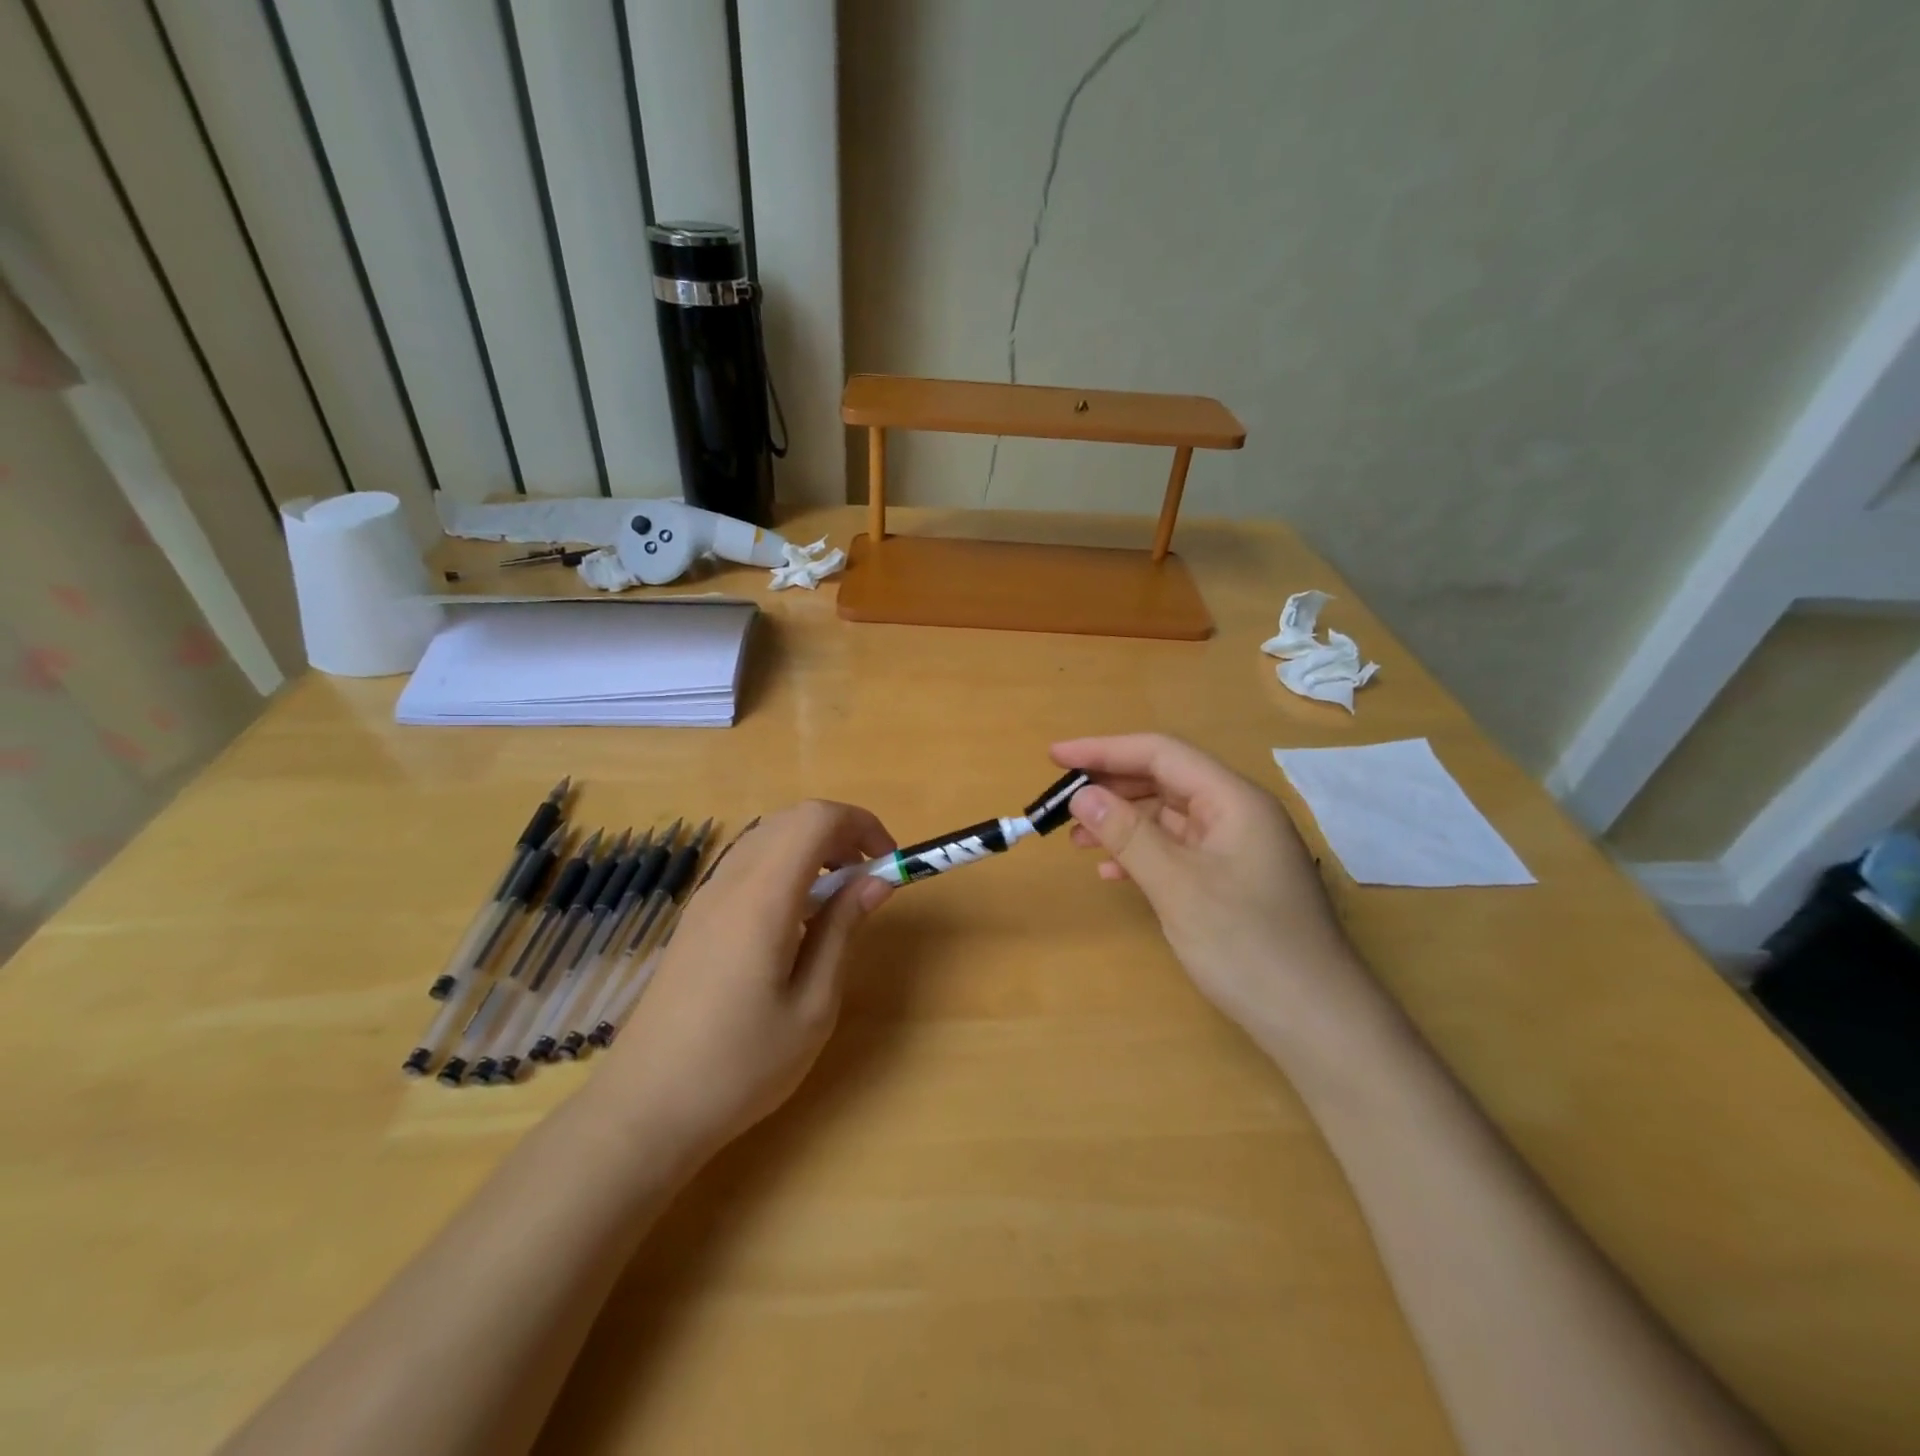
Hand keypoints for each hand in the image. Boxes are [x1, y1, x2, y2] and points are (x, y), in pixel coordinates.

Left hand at [599, 801, 894, 1163]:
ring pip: (767, 837)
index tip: (889, 862)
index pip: (815, 819)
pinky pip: (747, 864)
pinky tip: (796, 919)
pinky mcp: (696, 918)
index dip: (861, 824)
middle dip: (840, 833)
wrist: (646, 1108)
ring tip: (838, 899)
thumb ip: (843, 930)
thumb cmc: (741, 1065)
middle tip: (868, 879)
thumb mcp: (813, 1005)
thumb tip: (877, 880)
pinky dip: (784, 867)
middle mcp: (730, 883)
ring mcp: (706, 898)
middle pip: (791, 820)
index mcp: (762, 898)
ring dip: (811, 848)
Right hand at [1050, 734, 1373, 1041]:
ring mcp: (1238, 848)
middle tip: (1060, 802)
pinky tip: (1113, 874)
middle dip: (1111, 787)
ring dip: (1123, 823)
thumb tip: (1082, 795)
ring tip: (1076, 840)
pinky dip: (1143, 855)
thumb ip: (1128, 834)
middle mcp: (1238, 814)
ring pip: (1169, 817)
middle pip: (1165, 780)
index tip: (1055, 756)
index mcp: (1234, 800)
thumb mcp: (1177, 886)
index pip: (1161, 753)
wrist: (1317, 1022)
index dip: (1104, 750)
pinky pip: (1179, 851)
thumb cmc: (1247, 946)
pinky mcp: (1234, 880)